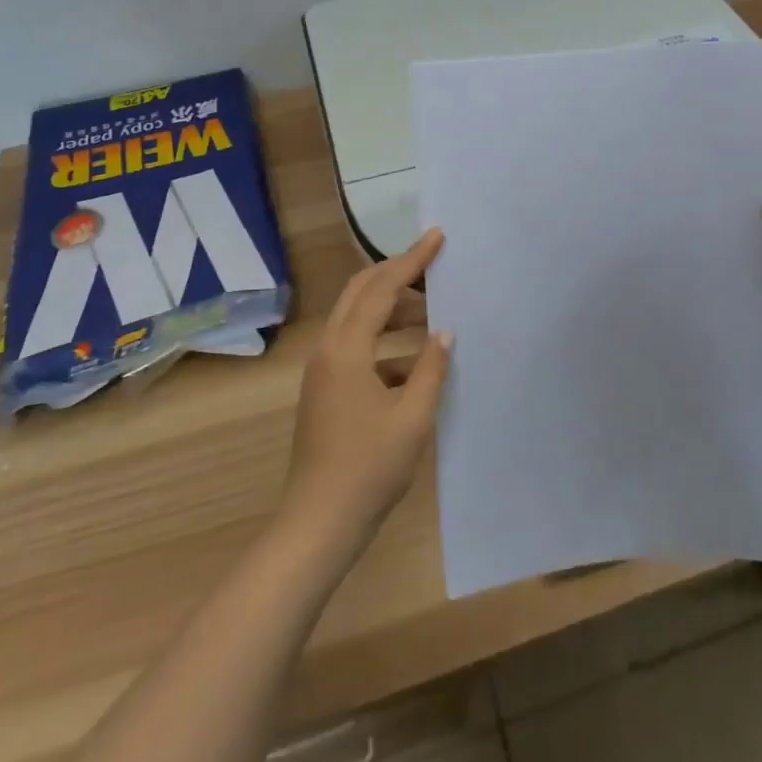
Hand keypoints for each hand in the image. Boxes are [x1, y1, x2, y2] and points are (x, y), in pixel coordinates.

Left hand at [279, 229, 453, 558]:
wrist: (316, 525)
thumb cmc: (368, 470)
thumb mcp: (412, 418)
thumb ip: (431, 368)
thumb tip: (445, 331)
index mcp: (347, 348)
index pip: (383, 287)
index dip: (412, 259)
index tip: (437, 236)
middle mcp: (328, 348)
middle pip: (361, 291)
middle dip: (397, 274)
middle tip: (434, 267)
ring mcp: (323, 370)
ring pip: (357, 318)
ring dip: (392, 308)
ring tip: (432, 312)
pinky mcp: (325, 390)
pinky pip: (356, 346)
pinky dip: (384, 341)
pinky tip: (415, 361)